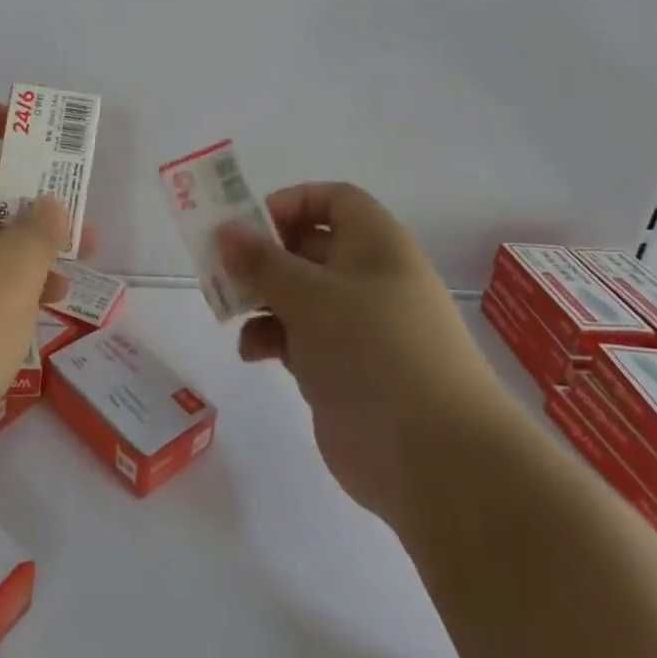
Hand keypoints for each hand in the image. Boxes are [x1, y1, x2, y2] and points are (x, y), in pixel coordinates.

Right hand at [223, 183, 505, 521]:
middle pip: (309, 246)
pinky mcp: (346, 368)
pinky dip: (273, 338)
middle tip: (222, 266)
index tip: (250, 224)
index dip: (291, 203)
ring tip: (227, 309)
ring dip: (261, 298)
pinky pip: (301, 338)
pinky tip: (251, 353)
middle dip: (263, 255)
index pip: (333, 199)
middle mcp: (369, 277)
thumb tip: (225, 230)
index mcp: (375, 244)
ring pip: (300, 295)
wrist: (435, 458)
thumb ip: (261, 261)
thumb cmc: (373, 350)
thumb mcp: (308, 295)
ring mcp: (359, 326)